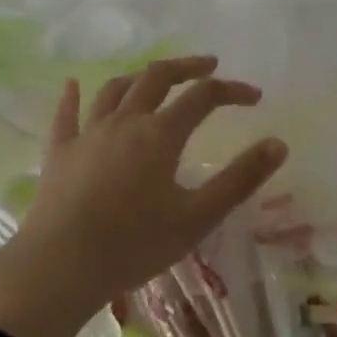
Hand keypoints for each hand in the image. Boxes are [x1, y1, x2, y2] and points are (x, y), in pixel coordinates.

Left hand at [0, 55, 287, 336]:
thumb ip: (240, 179)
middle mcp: (125, 121)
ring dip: (139, 77)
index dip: (232, 90)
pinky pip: (66, 115)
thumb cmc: (133, 245)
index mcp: (160, 134)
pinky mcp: (59, 153)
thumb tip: (279, 144)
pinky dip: (71, 97)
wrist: (58, 269)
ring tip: (154, 77)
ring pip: (115, 89)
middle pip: (157, 77)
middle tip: (208, 66)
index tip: (254, 97)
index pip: (203, 96)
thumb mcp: (198, 217)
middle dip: (186, 67)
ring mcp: (88, 134)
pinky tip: (72, 84)